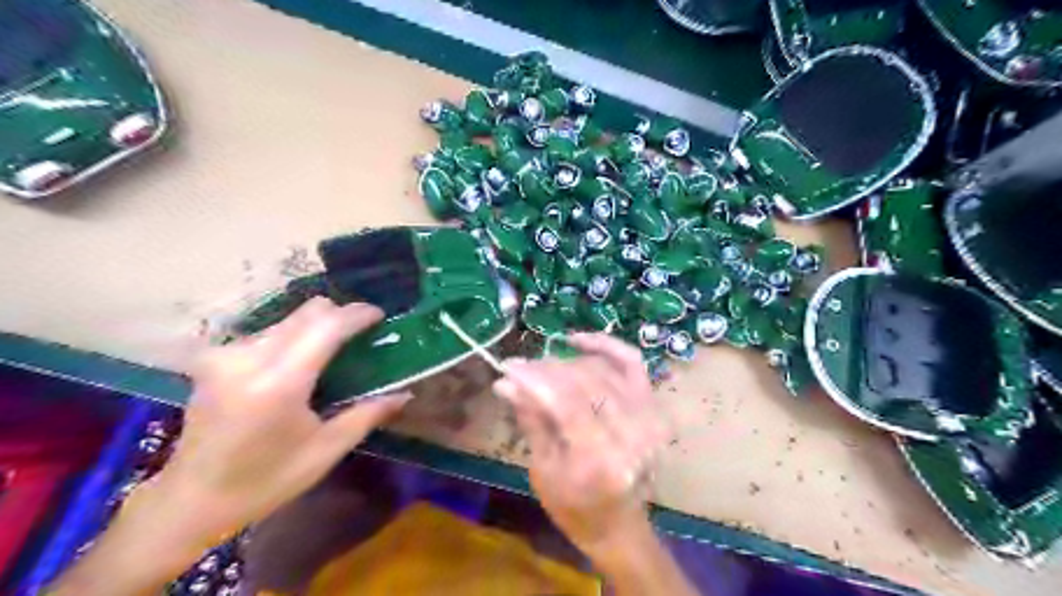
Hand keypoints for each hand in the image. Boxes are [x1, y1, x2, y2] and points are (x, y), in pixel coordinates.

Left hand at [157, 296, 408, 539]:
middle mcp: (249, 358)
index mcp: (279, 383)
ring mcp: (227, 355)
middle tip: (359, 336)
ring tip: (332, 351)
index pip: (326, 327)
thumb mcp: (325, 451)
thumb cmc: (265, 481)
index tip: (378, 315)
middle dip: (338, 316)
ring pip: (287, 320)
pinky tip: (299, 362)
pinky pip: (267, 333)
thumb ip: (367, 414)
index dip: (356, 315)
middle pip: (306, 313)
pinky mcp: (216, 359)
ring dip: (314, 327)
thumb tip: (405, 393)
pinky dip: (292, 338)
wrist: (189, 500)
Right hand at [494, 334, 666, 555]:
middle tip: (520, 367)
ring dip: (567, 362)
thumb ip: (530, 419)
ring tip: (541, 366)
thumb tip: (506, 381)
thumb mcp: (543, 469)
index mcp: (601, 460)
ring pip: (602, 370)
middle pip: (584, 381)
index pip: (566, 401)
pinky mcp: (655, 407)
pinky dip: (606, 347)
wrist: (618, 525)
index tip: (508, 366)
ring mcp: (649, 418)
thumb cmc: (574, 507)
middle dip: (546, 369)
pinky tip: (578, 341)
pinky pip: (631, 363)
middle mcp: (632, 435)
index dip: (535, 378)